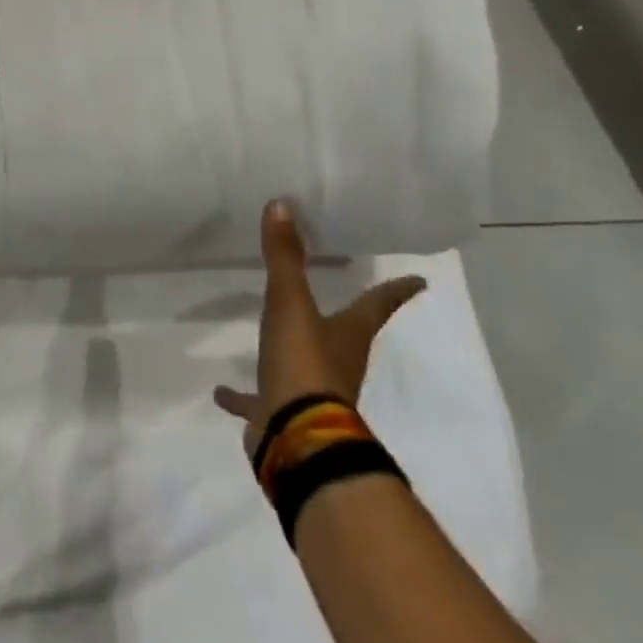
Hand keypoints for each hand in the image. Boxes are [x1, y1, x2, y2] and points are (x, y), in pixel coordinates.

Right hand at [213, 198, 424, 455]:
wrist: (297, 438)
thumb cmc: (304, 365)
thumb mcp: (290, 305)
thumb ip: (285, 258)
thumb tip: (282, 205)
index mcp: (347, 335)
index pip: (377, 305)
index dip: (396, 292)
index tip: (420, 282)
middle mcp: (337, 362)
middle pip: (346, 335)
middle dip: (347, 321)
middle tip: (345, 304)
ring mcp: (312, 392)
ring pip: (306, 367)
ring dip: (292, 354)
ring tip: (270, 342)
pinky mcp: (283, 415)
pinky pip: (261, 399)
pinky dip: (245, 395)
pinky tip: (223, 392)